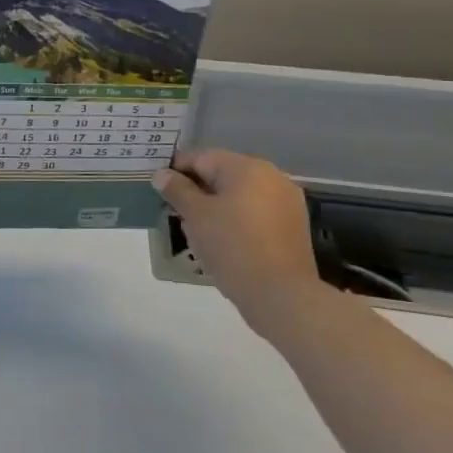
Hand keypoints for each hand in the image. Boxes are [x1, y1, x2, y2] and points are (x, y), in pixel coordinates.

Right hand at [154, 149, 324, 320]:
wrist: (280, 294)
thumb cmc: (232, 246)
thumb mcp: (196, 216)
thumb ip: (177, 190)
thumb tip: (161, 174)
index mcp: (247, 167)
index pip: (201, 158)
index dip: (176, 171)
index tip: (159, 190)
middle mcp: (271, 176)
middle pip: (222, 174)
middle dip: (197, 190)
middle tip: (175, 213)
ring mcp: (286, 201)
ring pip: (240, 194)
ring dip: (217, 205)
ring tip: (198, 230)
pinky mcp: (293, 225)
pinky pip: (256, 212)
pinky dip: (237, 219)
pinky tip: (224, 241)